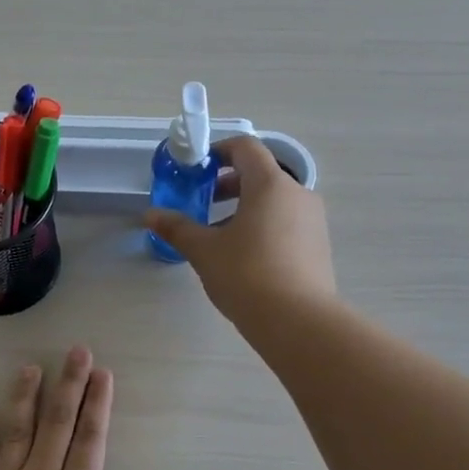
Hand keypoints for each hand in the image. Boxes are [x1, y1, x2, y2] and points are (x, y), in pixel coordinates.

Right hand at [145, 134, 336, 325]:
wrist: (297, 321)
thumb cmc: (246, 275)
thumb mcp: (204, 250)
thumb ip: (177, 228)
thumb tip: (150, 215)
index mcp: (270, 184)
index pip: (246, 148)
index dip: (219, 151)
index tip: (197, 169)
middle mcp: (298, 194)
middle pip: (261, 174)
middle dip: (229, 183)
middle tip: (204, 203)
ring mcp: (313, 220)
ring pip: (275, 201)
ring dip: (246, 207)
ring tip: (220, 235)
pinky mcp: (318, 246)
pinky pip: (287, 222)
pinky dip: (264, 225)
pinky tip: (245, 257)